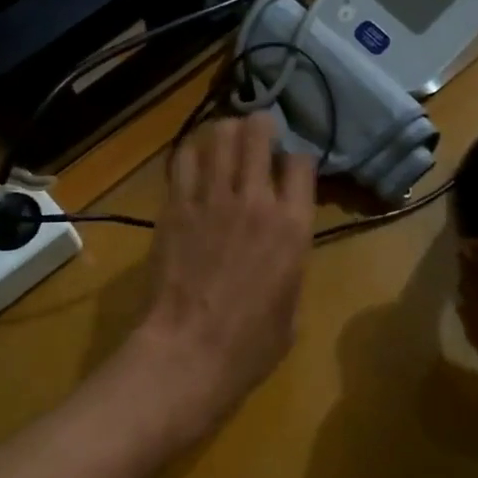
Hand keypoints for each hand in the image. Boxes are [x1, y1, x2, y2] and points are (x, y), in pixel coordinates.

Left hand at [132, 113, 316, 440]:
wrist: (189, 352)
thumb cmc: (250, 345)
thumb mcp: (293, 308)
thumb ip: (291, 265)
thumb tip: (281, 250)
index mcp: (294, 226)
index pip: (302, 161)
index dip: (296, 158)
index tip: (289, 168)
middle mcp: (256, 200)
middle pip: (259, 132)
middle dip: (261, 126)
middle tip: (257, 134)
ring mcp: (211, 199)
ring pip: (220, 135)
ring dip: (226, 131)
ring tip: (226, 138)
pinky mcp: (175, 206)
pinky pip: (182, 159)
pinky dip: (191, 150)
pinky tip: (194, 157)